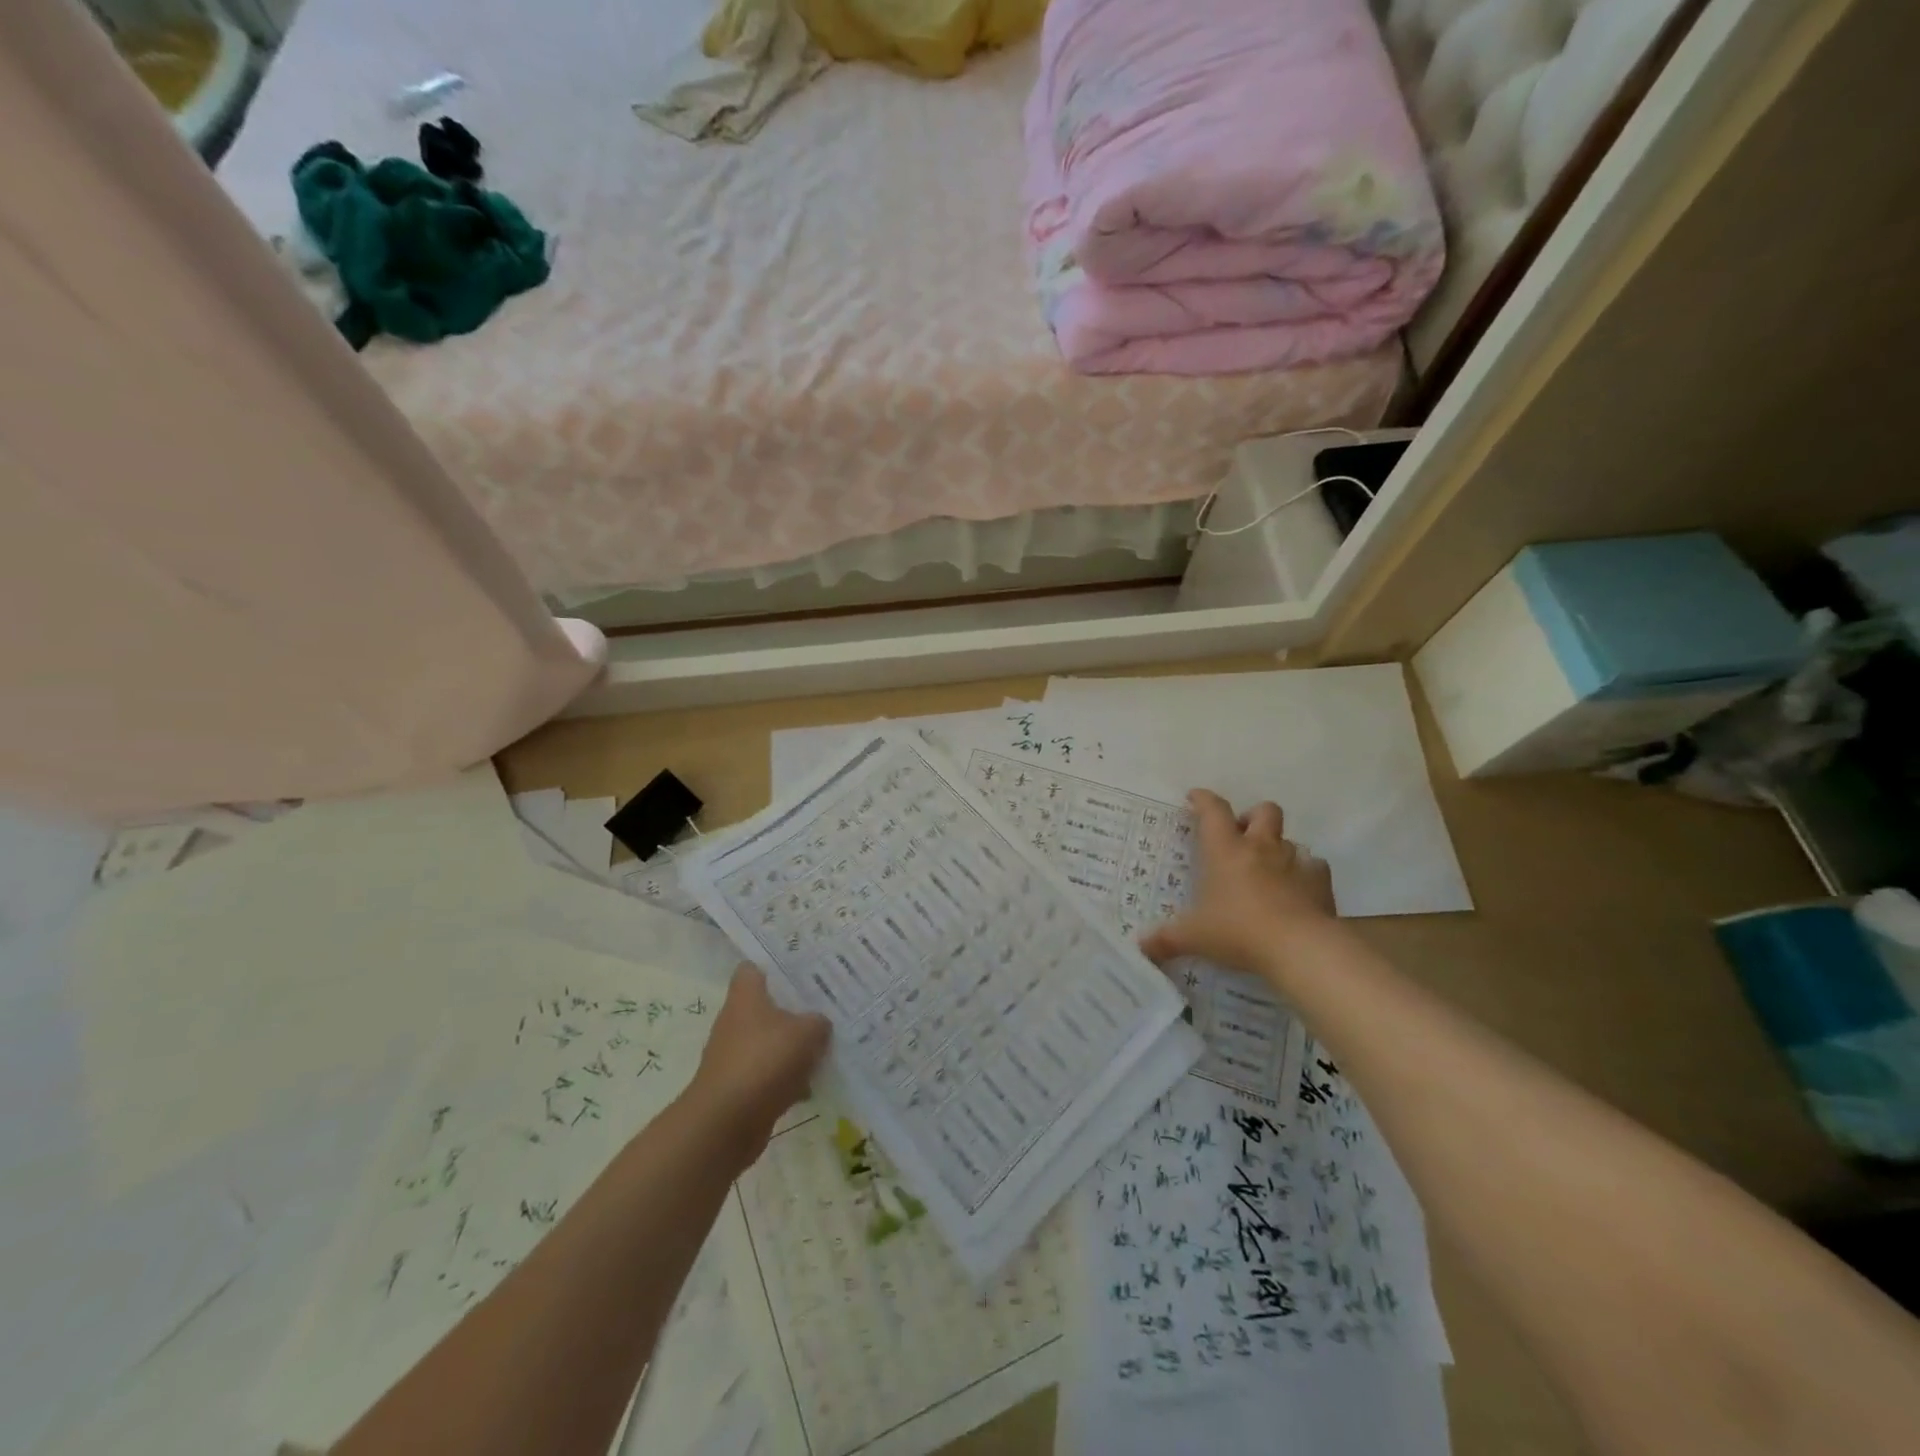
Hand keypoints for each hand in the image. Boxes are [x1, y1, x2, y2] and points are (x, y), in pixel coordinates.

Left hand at [690, 965, 830, 1159]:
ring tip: (827, 1046)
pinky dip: (789, 1079)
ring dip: (794, 1047)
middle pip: (767, 1006)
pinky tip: (814, 1085)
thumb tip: (819, 1024)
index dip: (775, 966)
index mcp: (746, 997)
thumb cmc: (763, 1062)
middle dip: (795, 1009)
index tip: (802, 970)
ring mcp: (735, 1056)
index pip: (752, 968)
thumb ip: (818, 1022)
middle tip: (827, 1007)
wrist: (724, 1124)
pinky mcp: (739, 1088)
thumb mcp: (806, 1033)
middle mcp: (736, 1021)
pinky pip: (770, 1074)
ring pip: (771, 1042)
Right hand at [1140, 790, 1336, 983]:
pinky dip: (1306, 874)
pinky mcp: (1320, 883)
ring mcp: (1294, 862)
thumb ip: (1166, 939)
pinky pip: (1315, 868)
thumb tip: (1141, 947)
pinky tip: (1299, 890)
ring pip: (1290, 839)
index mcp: (1225, 850)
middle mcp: (1261, 848)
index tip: (1195, 797)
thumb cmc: (1238, 931)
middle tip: (1242, 837)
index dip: (1203, 800)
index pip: (1213, 811)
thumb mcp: (1193, 937)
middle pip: (1264, 811)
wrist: (1299, 947)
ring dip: (1279, 848)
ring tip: (1269, 869)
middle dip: (1252, 817)